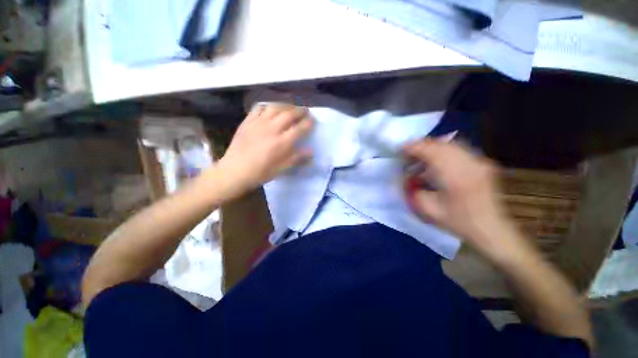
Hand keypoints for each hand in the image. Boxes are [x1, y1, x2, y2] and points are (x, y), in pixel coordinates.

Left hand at [217, 104, 312, 191]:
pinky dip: (268, 106)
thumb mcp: (282, 169)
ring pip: (275, 107)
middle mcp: (272, 129)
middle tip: (305, 111)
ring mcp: (259, 123)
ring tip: (291, 108)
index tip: (313, 121)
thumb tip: (311, 151)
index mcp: (282, 142)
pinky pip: (259, 108)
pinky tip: (271, 109)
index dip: (308, 123)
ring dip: (286, 106)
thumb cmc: (261, 172)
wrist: (235, 171)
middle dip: (300, 111)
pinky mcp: (248, 121)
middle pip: (289, 114)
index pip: (300, 128)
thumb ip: (297, 158)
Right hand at [403, 139, 527, 261]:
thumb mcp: (428, 209)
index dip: (412, 147)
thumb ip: (414, 189)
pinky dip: (443, 149)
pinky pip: (459, 149)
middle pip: (440, 144)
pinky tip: (437, 158)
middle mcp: (468, 164)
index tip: (399, 149)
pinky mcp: (482, 163)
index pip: (430, 151)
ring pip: (450, 144)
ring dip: (431, 146)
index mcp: (454, 176)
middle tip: (407, 152)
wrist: (491, 229)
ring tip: (420, 154)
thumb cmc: (458, 222)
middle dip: (420, 145)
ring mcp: (478, 161)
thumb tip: (406, 176)